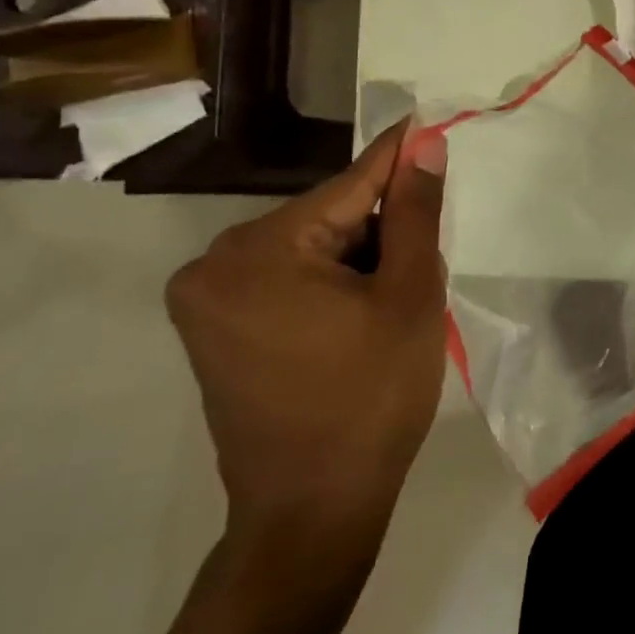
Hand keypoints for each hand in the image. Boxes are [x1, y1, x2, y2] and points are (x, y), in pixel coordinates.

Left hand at [165, 121, 448, 553]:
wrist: (311, 513)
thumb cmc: (371, 400)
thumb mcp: (410, 297)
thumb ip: (416, 213)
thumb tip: (424, 147)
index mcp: (260, 251)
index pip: (350, 184)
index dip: (398, 156)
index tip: (428, 120)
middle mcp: (215, 262)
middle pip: (327, 217)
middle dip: (380, 227)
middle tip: (424, 258)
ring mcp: (206, 297)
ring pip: (309, 246)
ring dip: (357, 255)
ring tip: (394, 297)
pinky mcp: (212, 325)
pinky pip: (286, 276)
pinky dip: (328, 280)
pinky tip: (359, 313)